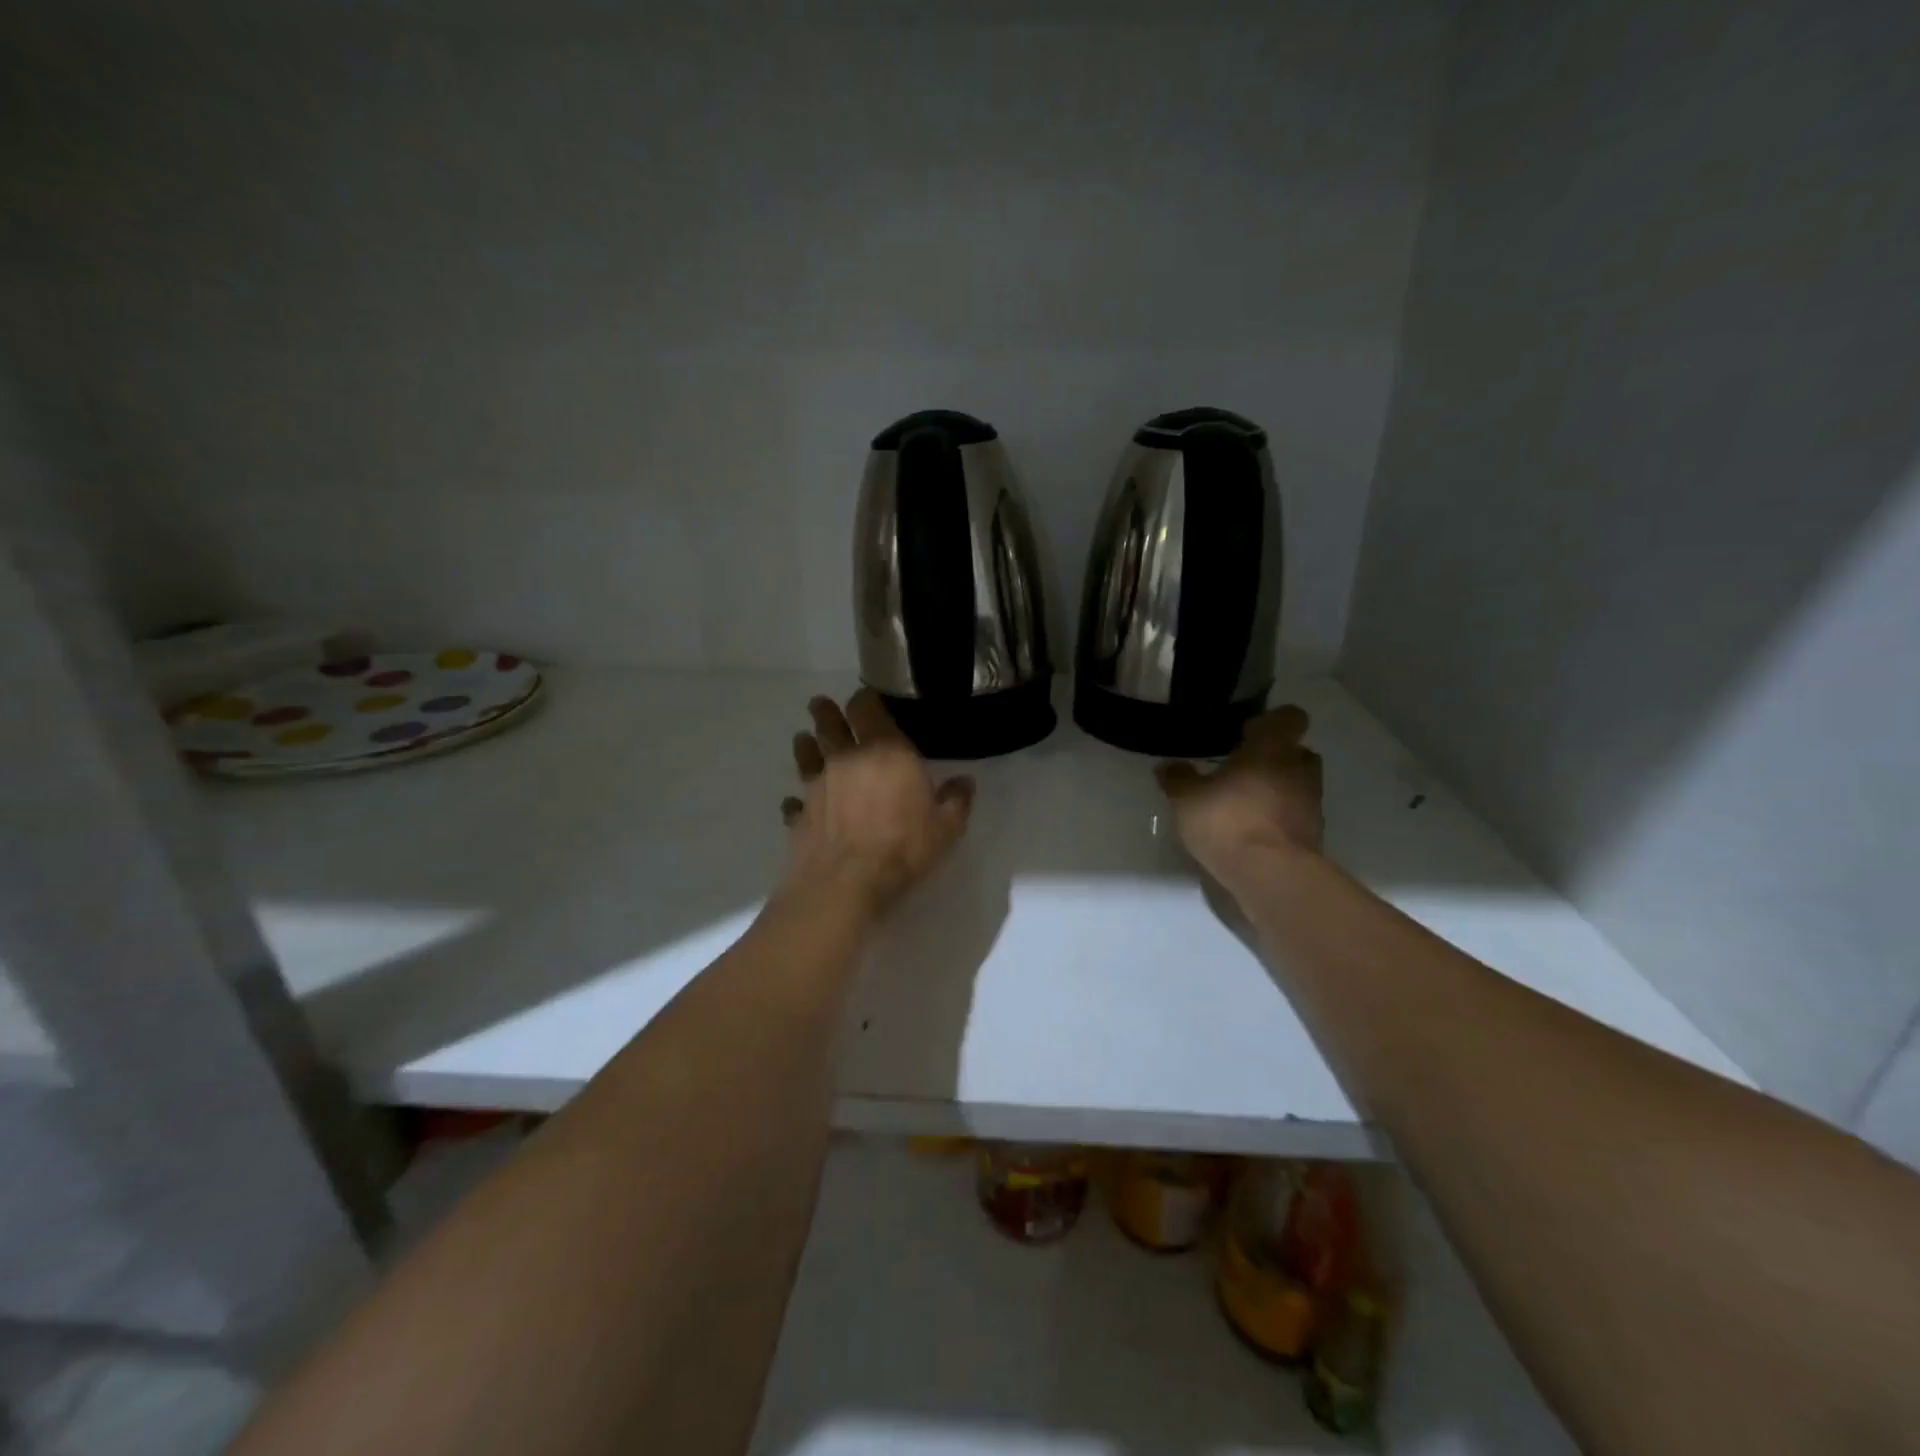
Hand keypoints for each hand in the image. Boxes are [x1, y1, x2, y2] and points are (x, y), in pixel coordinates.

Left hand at [780, 690, 974, 915]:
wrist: (845, 885)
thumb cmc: (902, 848)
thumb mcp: (946, 828)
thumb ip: (956, 801)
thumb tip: (964, 782)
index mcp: (885, 751)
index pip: (866, 708)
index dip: (864, 700)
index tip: (864, 700)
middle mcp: (846, 759)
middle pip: (829, 723)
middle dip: (826, 712)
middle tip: (821, 705)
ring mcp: (817, 785)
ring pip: (806, 754)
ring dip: (806, 745)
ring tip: (805, 740)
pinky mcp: (799, 814)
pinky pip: (795, 800)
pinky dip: (796, 800)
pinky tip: (796, 803)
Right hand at [1156, 705, 1323, 886]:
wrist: (1272, 876)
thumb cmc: (1229, 821)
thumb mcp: (1187, 799)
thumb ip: (1178, 778)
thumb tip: (1168, 766)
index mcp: (1272, 747)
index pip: (1289, 717)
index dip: (1271, 722)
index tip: (1247, 733)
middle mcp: (1299, 768)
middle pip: (1296, 752)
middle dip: (1274, 757)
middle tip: (1242, 769)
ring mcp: (1311, 803)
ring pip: (1298, 784)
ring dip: (1278, 788)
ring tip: (1245, 802)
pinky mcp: (1313, 834)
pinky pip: (1296, 814)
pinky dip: (1279, 817)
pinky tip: (1252, 831)